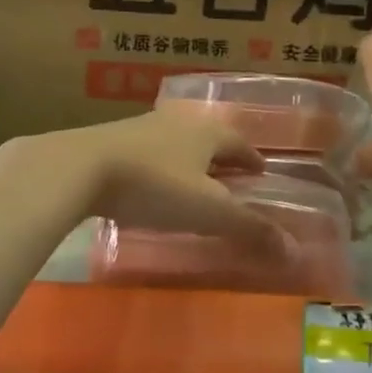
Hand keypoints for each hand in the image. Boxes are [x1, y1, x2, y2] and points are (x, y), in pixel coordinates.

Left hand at [0, 109, 285, 249]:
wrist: (77, 167)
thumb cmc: (153, 186)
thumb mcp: (207, 212)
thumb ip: (250, 229)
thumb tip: (294, 250)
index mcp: (206, 132)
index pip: (239, 142)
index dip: (252, 159)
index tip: (260, 171)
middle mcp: (176, 121)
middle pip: (208, 138)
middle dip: (221, 158)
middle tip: (231, 179)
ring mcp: (139, 127)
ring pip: (175, 142)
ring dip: (188, 160)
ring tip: (192, 183)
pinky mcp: (108, 140)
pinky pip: (145, 151)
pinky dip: (157, 166)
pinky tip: (149, 184)